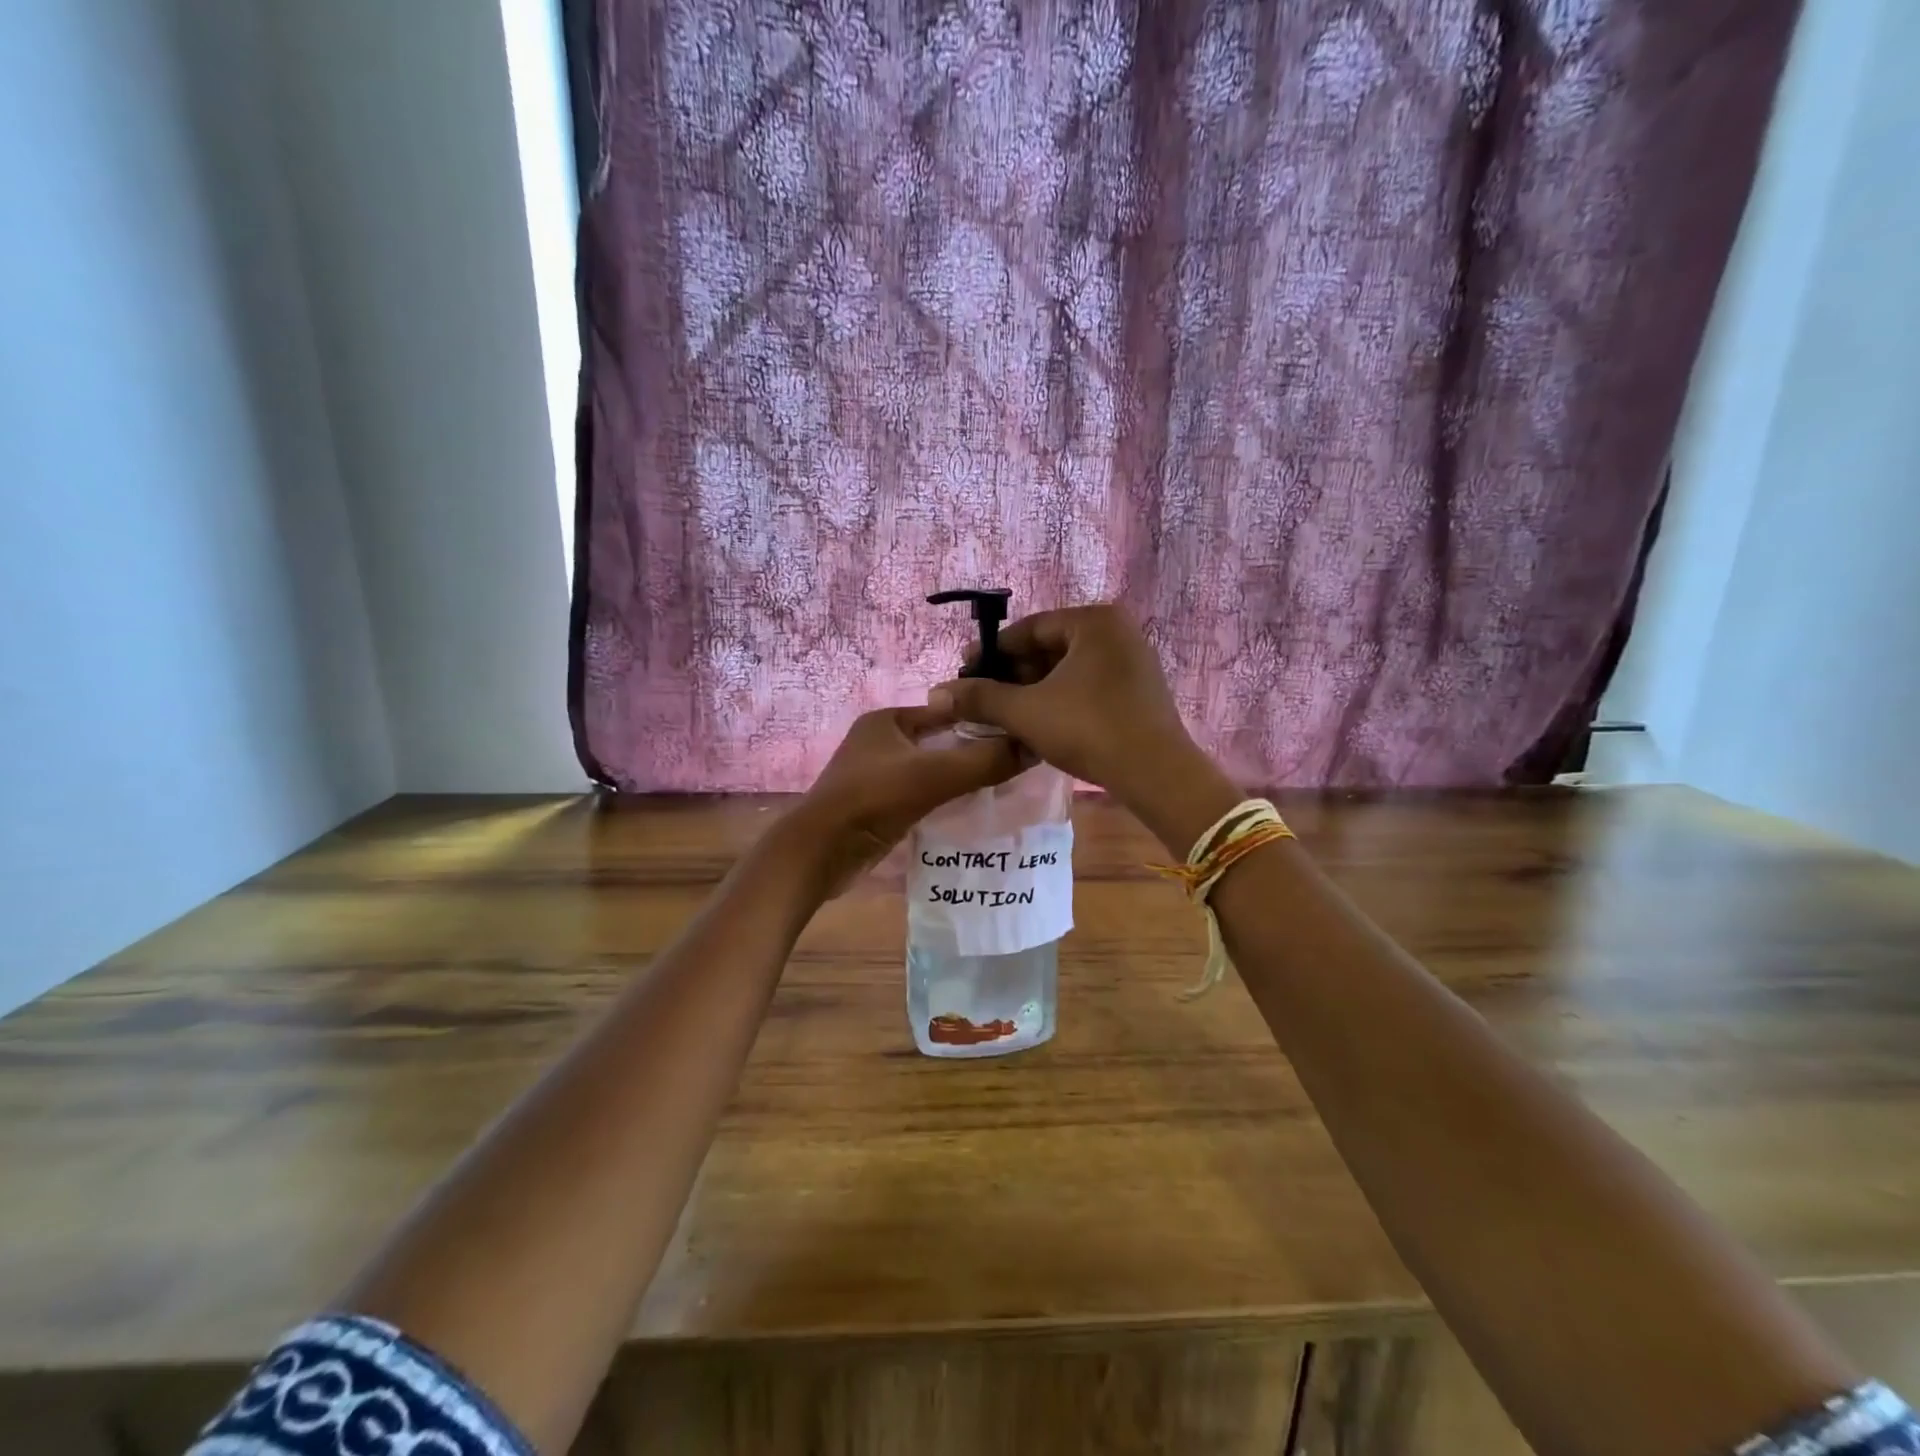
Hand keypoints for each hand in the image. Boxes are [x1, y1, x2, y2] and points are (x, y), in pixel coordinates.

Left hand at [786, 707, 1022, 895]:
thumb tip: (1034, 747)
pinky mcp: (877, 806)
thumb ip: (984, 760)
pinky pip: (920, 795)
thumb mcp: (934, 775)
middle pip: (940, 741)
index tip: (1019, 733)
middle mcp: (881, 742)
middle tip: (1016, 764)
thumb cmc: (873, 800)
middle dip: (974, 751)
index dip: (982, 719)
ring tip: (1001, 787)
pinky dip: (943, 800)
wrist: (820, 852)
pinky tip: (970, 811)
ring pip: (931, 770)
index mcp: (888, 720)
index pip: (947, 711)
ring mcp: (876, 775)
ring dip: (960, 778)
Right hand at [926, 605, 1203, 812]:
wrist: (1155, 773)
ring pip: (1069, 669)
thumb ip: (981, 698)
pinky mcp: (1140, 689)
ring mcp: (1133, 660)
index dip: (992, 652)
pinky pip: (1089, 684)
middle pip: (1051, 647)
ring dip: (1035, 689)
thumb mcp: (1026, 711)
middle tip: (983, 697)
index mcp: (1094, 621)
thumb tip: (938, 693)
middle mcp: (1118, 631)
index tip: (966, 672)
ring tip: (1005, 713)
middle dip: (1014, 673)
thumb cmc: (1088, 729)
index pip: (1030, 628)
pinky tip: (1040, 721)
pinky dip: (1061, 698)